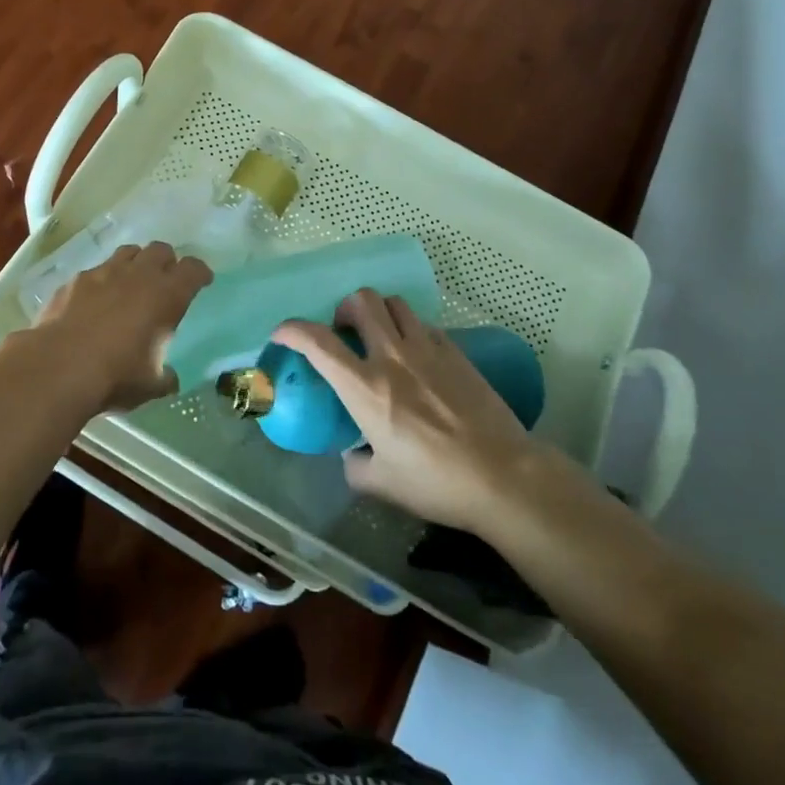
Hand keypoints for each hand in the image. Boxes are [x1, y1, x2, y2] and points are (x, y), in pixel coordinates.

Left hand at [34, 242, 212, 410]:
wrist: (58, 367)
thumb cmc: (115, 376)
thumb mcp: (150, 385)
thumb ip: (164, 377)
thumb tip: (170, 379)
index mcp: (167, 295)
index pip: (193, 269)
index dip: (200, 273)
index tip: (202, 281)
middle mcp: (139, 275)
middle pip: (161, 250)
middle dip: (167, 262)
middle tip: (165, 280)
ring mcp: (104, 272)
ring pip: (128, 252)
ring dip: (135, 263)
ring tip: (132, 282)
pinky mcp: (75, 280)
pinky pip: (96, 270)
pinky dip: (102, 280)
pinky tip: (95, 299)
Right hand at [275, 291, 548, 535]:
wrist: (501, 475)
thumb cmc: (435, 482)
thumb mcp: (382, 484)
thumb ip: (355, 464)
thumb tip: (352, 454)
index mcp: (365, 388)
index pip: (318, 342)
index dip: (292, 329)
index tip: (282, 333)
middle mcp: (392, 357)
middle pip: (361, 301)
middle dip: (344, 309)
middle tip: (344, 332)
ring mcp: (427, 349)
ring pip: (394, 303)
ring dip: (378, 313)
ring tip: (380, 336)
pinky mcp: (455, 352)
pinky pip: (424, 324)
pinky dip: (410, 330)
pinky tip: (416, 356)